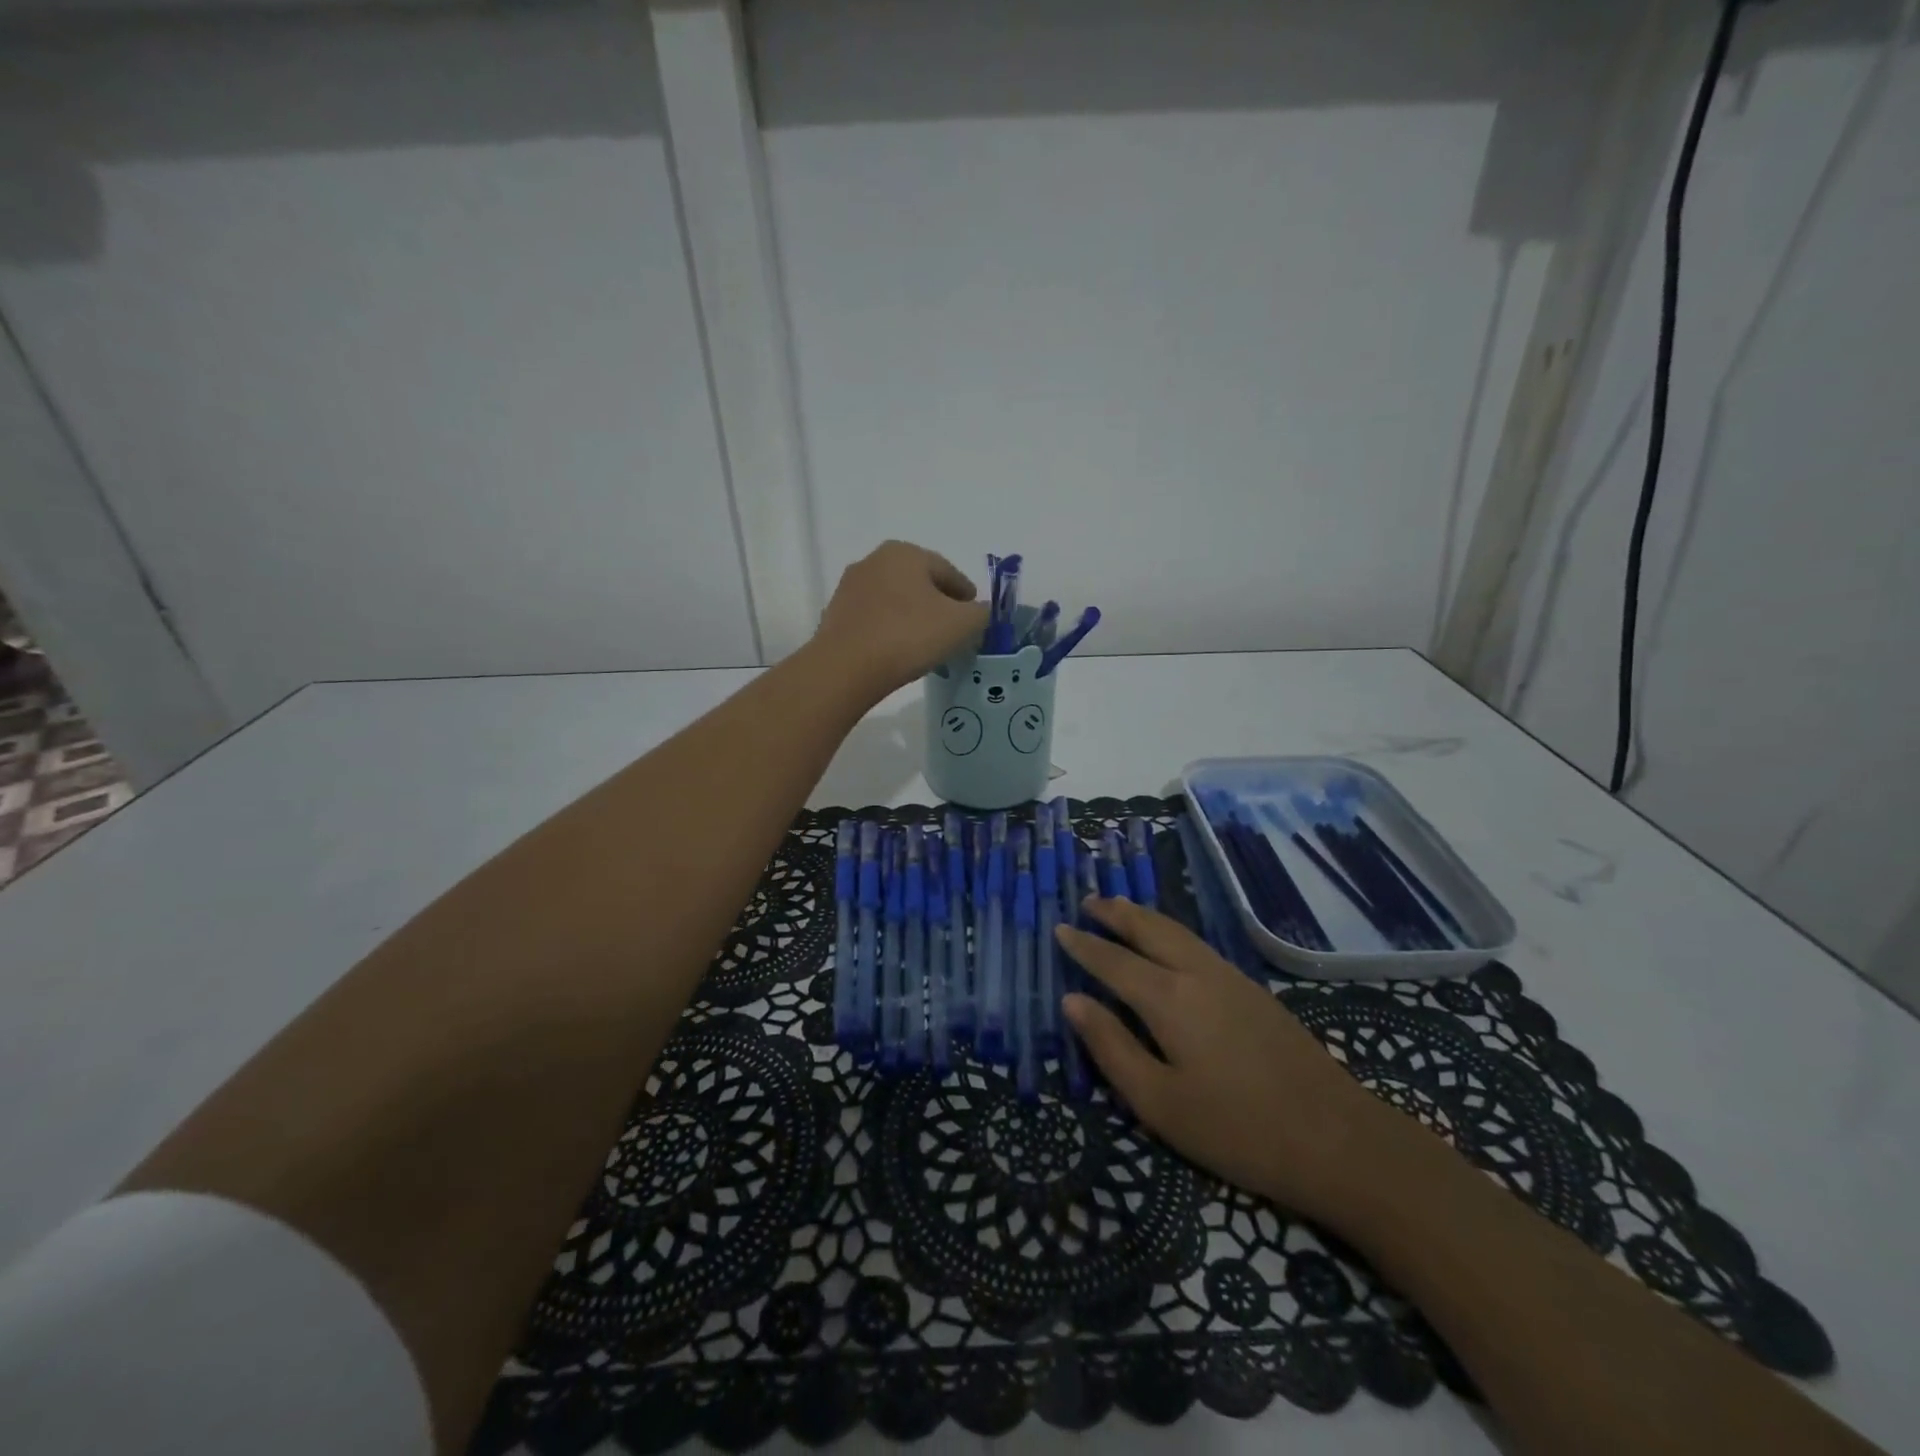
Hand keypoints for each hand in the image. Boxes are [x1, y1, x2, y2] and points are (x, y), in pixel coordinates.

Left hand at [814, 541, 990, 693]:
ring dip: (912, 617)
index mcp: (906, 553)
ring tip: (925, 645)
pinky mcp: (835, 615)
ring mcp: (850, 587)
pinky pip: (874, 619)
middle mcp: (875, 560)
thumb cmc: (909, 636)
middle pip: (919, 583)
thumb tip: (979, 612)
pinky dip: (889, 630)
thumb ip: (981, 613)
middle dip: (938, 605)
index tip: (975, 618)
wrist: (846, 668)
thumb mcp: (962, 624)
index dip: (967, 597)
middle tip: (952, 632)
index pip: (949, 572)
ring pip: (895, 601)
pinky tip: (897, 652)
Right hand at [1056, 898, 1416, 1228]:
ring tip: (1121, 908)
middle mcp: (1198, 974)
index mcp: (1169, 998)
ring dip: (1144, 917)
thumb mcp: (1160, 1103)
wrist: (1338, 1139)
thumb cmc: (1238, 1129)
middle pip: (1150, 930)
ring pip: (1178, 932)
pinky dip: (1170, 931)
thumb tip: (1072, 1001)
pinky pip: (1198, 944)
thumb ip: (1112, 1048)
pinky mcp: (1254, 992)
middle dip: (1116, 913)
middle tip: (1088, 901)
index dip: (1084, 945)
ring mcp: (1231, 978)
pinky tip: (1170, 943)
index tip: (1059, 929)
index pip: (1113, 961)